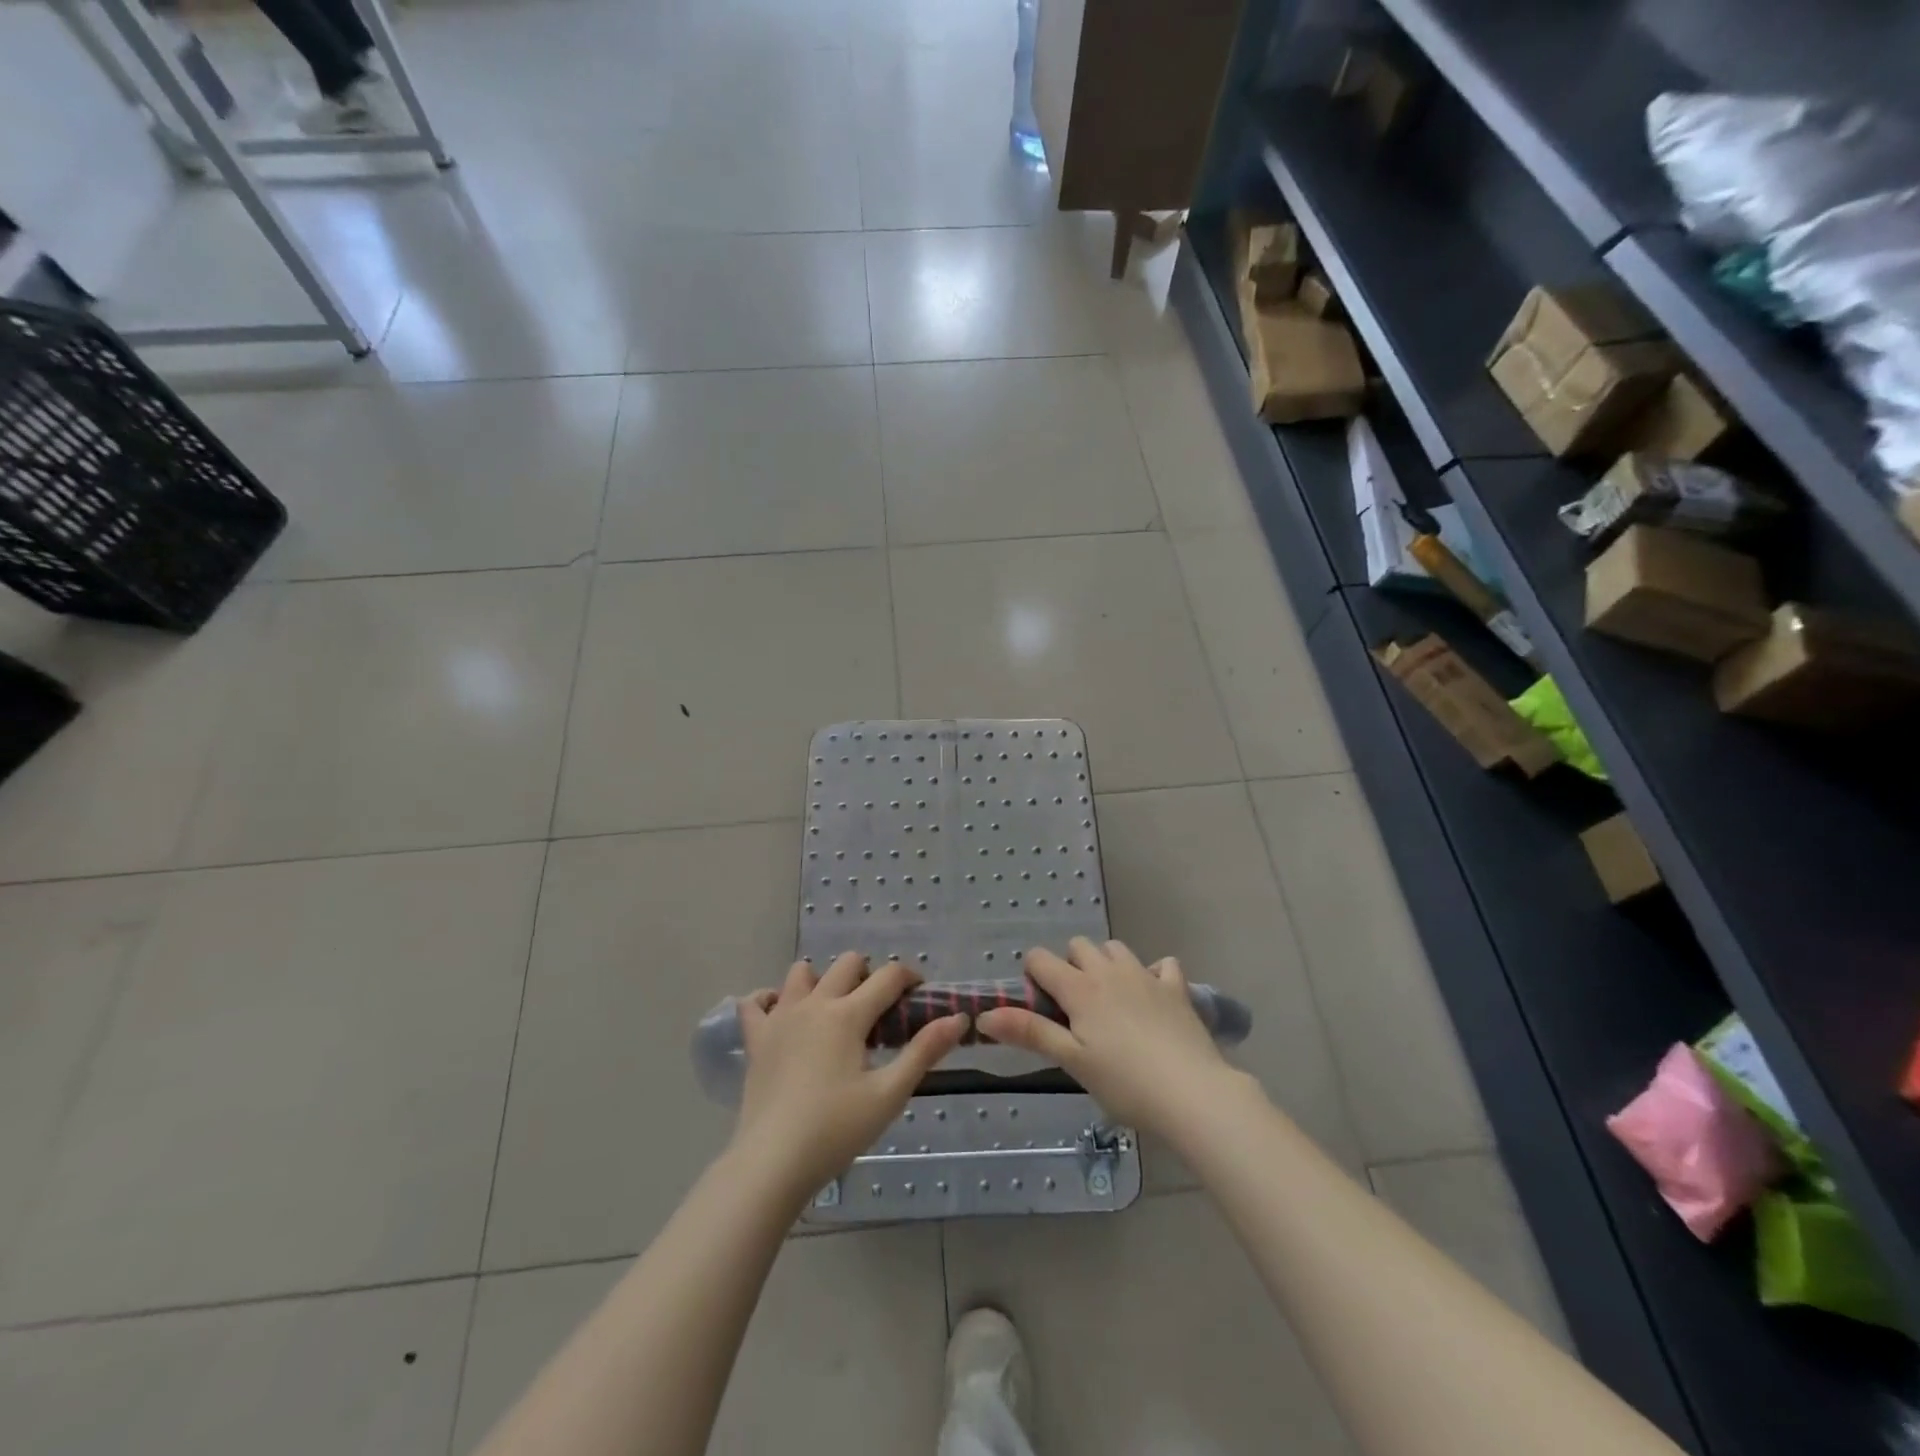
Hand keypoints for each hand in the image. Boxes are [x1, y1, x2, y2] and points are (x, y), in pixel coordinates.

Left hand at [731, 953, 967, 1198]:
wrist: (772, 1163)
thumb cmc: (836, 1130)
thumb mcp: (889, 1093)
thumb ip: (924, 1051)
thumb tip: (958, 1018)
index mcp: (848, 1015)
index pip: (888, 976)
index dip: (910, 978)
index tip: (919, 995)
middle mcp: (814, 1004)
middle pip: (847, 963)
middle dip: (869, 975)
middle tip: (878, 1011)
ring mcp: (780, 1018)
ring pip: (801, 973)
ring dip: (821, 980)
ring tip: (833, 1011)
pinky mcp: (756, 1039)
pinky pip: (754, 1002)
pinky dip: (769, 1000)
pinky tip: (782, 1016)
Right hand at [976, 937, 1244, 1136]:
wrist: (1193, 1093)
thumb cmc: (1125, 1082)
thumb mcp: (1072, 1061)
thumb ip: (1030, 1032)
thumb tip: (984, 1014)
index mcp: (1079, 988)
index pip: (1040, 959)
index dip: (1033, 976)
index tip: (1042, 1008)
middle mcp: (1109, 970)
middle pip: (1079, 946)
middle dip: (1070, 966)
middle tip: (1076, 1009)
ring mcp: (1146, 975)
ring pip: (1116, 948)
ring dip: (1106, 964)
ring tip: (1111, 1001)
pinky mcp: (1176, 988)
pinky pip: (1161, 964)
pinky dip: (1152, 973)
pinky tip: (1152, 998)